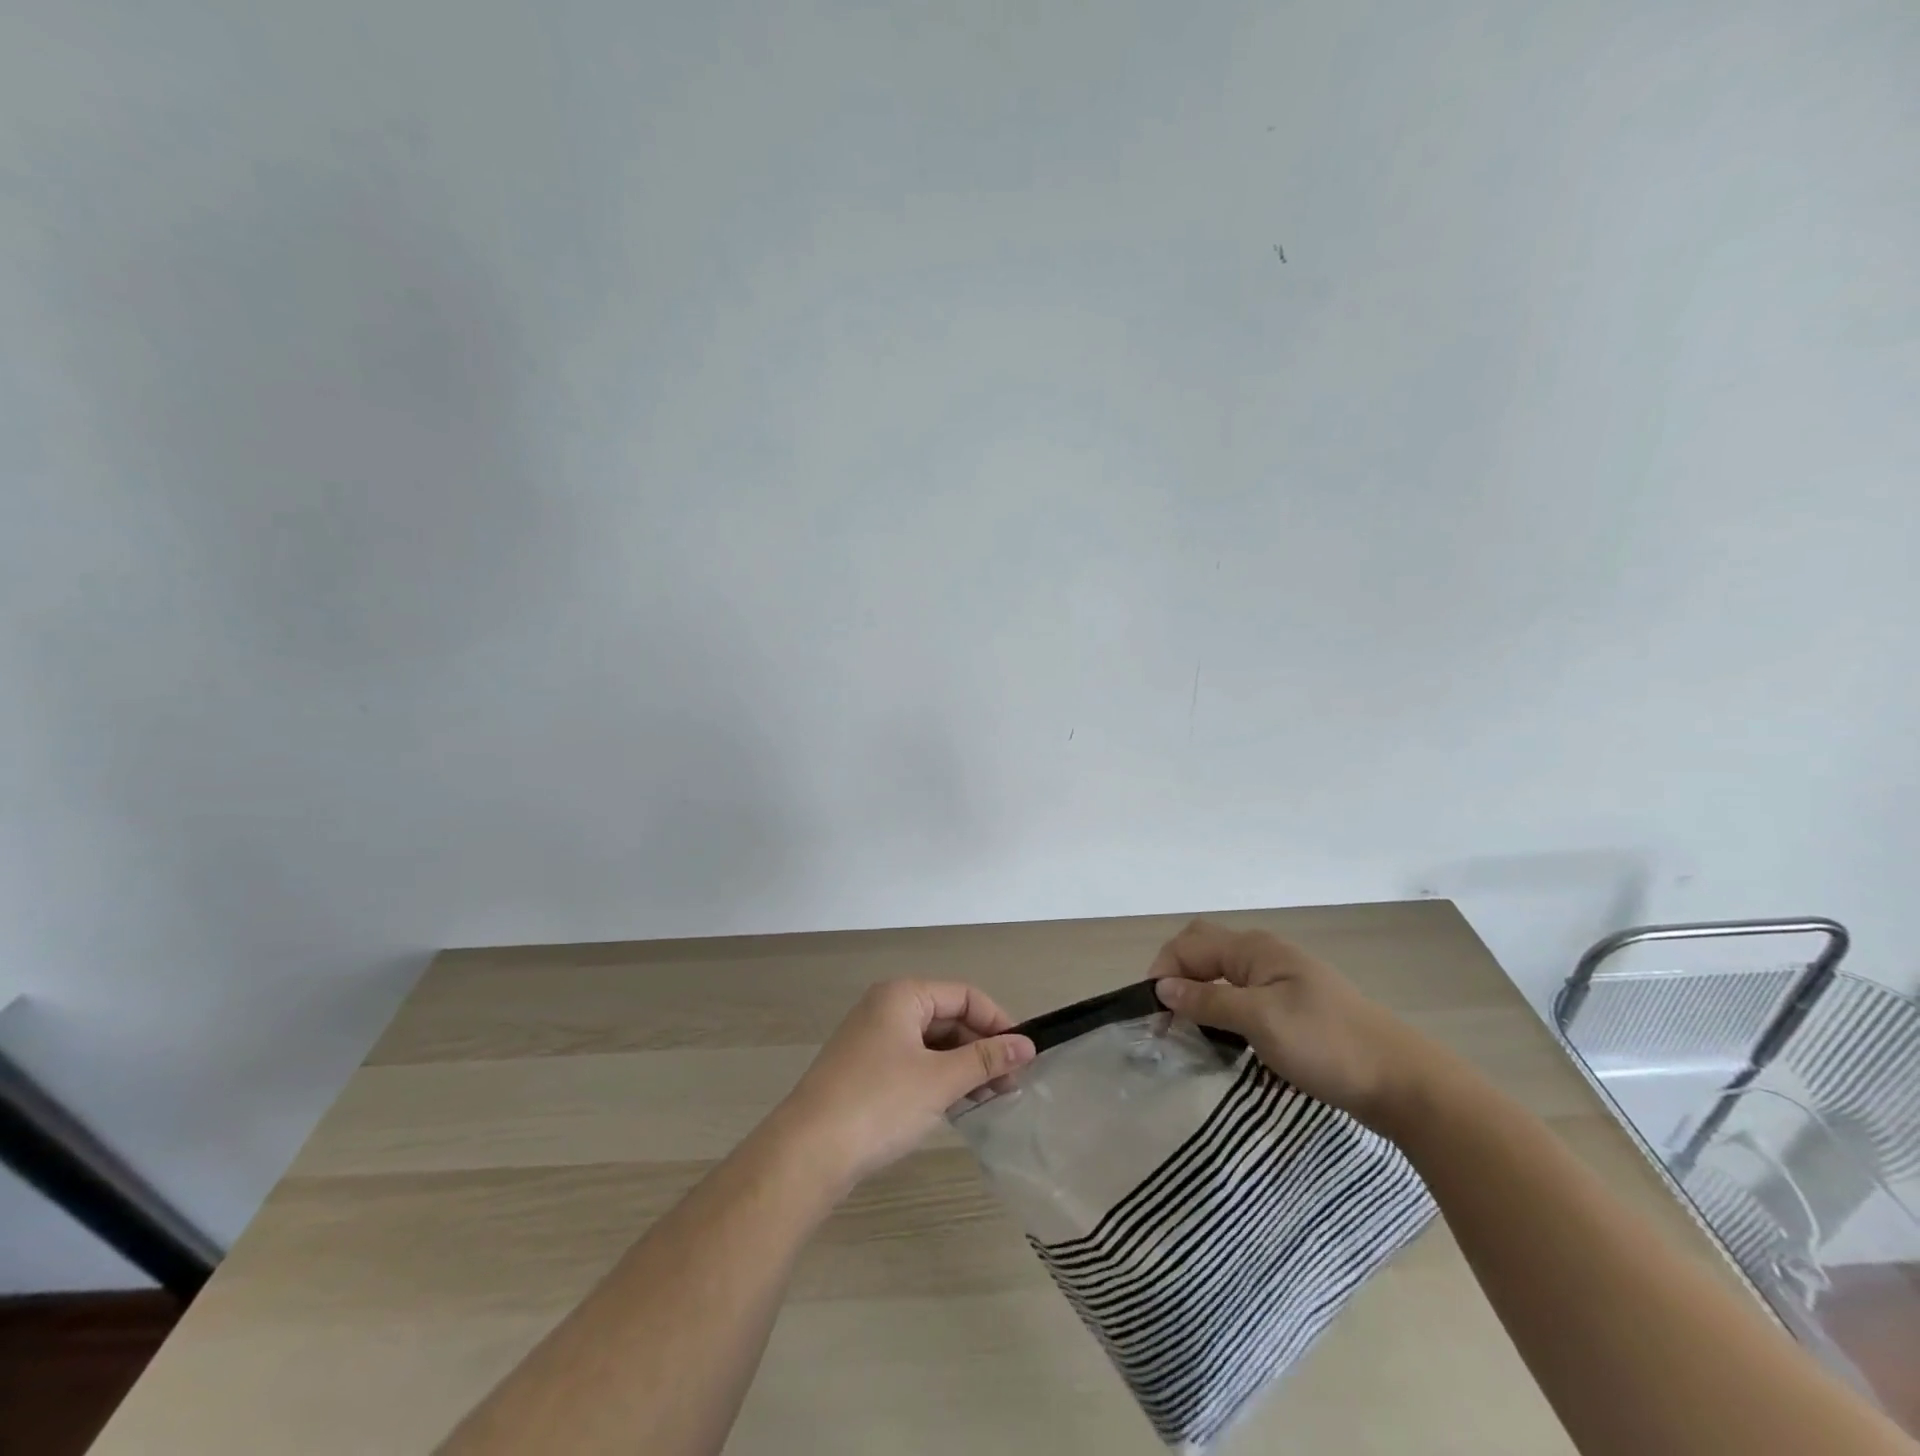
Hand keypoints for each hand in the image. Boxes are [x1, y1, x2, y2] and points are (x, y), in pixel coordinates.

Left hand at [776, 980, 1036, 1187]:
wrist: (807, 1153)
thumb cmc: (879, 1104)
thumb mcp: (939, 1080)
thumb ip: (985, 1059)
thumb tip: (1026, 1045)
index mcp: (903, 995)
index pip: (964, 996)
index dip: (998, 1022)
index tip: (1024, 1057)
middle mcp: (886, 1008)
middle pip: (948, 1017)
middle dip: (981, 1048)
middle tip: (1012, 1086)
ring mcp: (873, 1040)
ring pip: (932, 1044)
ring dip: (963, 1067)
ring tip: (992, 1100)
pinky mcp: (866, 1071)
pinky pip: (914, 1063)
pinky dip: (939, 1080)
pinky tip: (959, 1106)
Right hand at [1148, 920, 1440, 1126]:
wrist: (1403, 1082)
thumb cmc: (1327, 1045)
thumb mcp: (1260, 1022)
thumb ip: (1208, 1002)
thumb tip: (1163, 988)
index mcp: (1255, 949)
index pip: (1189, 945)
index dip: (1163, 971)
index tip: (1151, 1014)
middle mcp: (1265, 955)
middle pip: (1204, 951)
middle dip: (1177, 976)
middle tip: (1165, 1017)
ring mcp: (1282, 980)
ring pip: (1223, 975)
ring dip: (1199, 995)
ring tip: (1187, 1031)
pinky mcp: (1293, 1007)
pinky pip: (1242, 996)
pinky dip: (1222, 1010)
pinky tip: (1223, 1038)